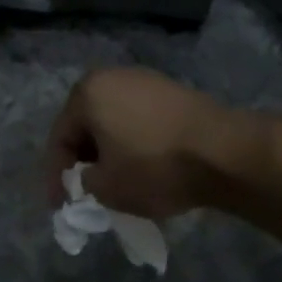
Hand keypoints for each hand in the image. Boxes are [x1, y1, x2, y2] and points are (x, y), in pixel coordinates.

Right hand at [43, 68, 239, 218]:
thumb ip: (84, 182)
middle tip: (83, 190)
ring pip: (113, 122)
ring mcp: (147, 80)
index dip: (55, 176)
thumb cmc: (155, 167)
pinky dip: (133, 143)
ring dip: (109, 151)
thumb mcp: (106, 188)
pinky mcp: (173, 92)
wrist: (226, 153)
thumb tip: (92, 177)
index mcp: (87, 93)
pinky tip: (140, 166)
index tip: (59, 205)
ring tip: (112, 181)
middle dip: (83, 160)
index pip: (60, 139)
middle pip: (86, 126)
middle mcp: (113, 77)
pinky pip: (139, 120)